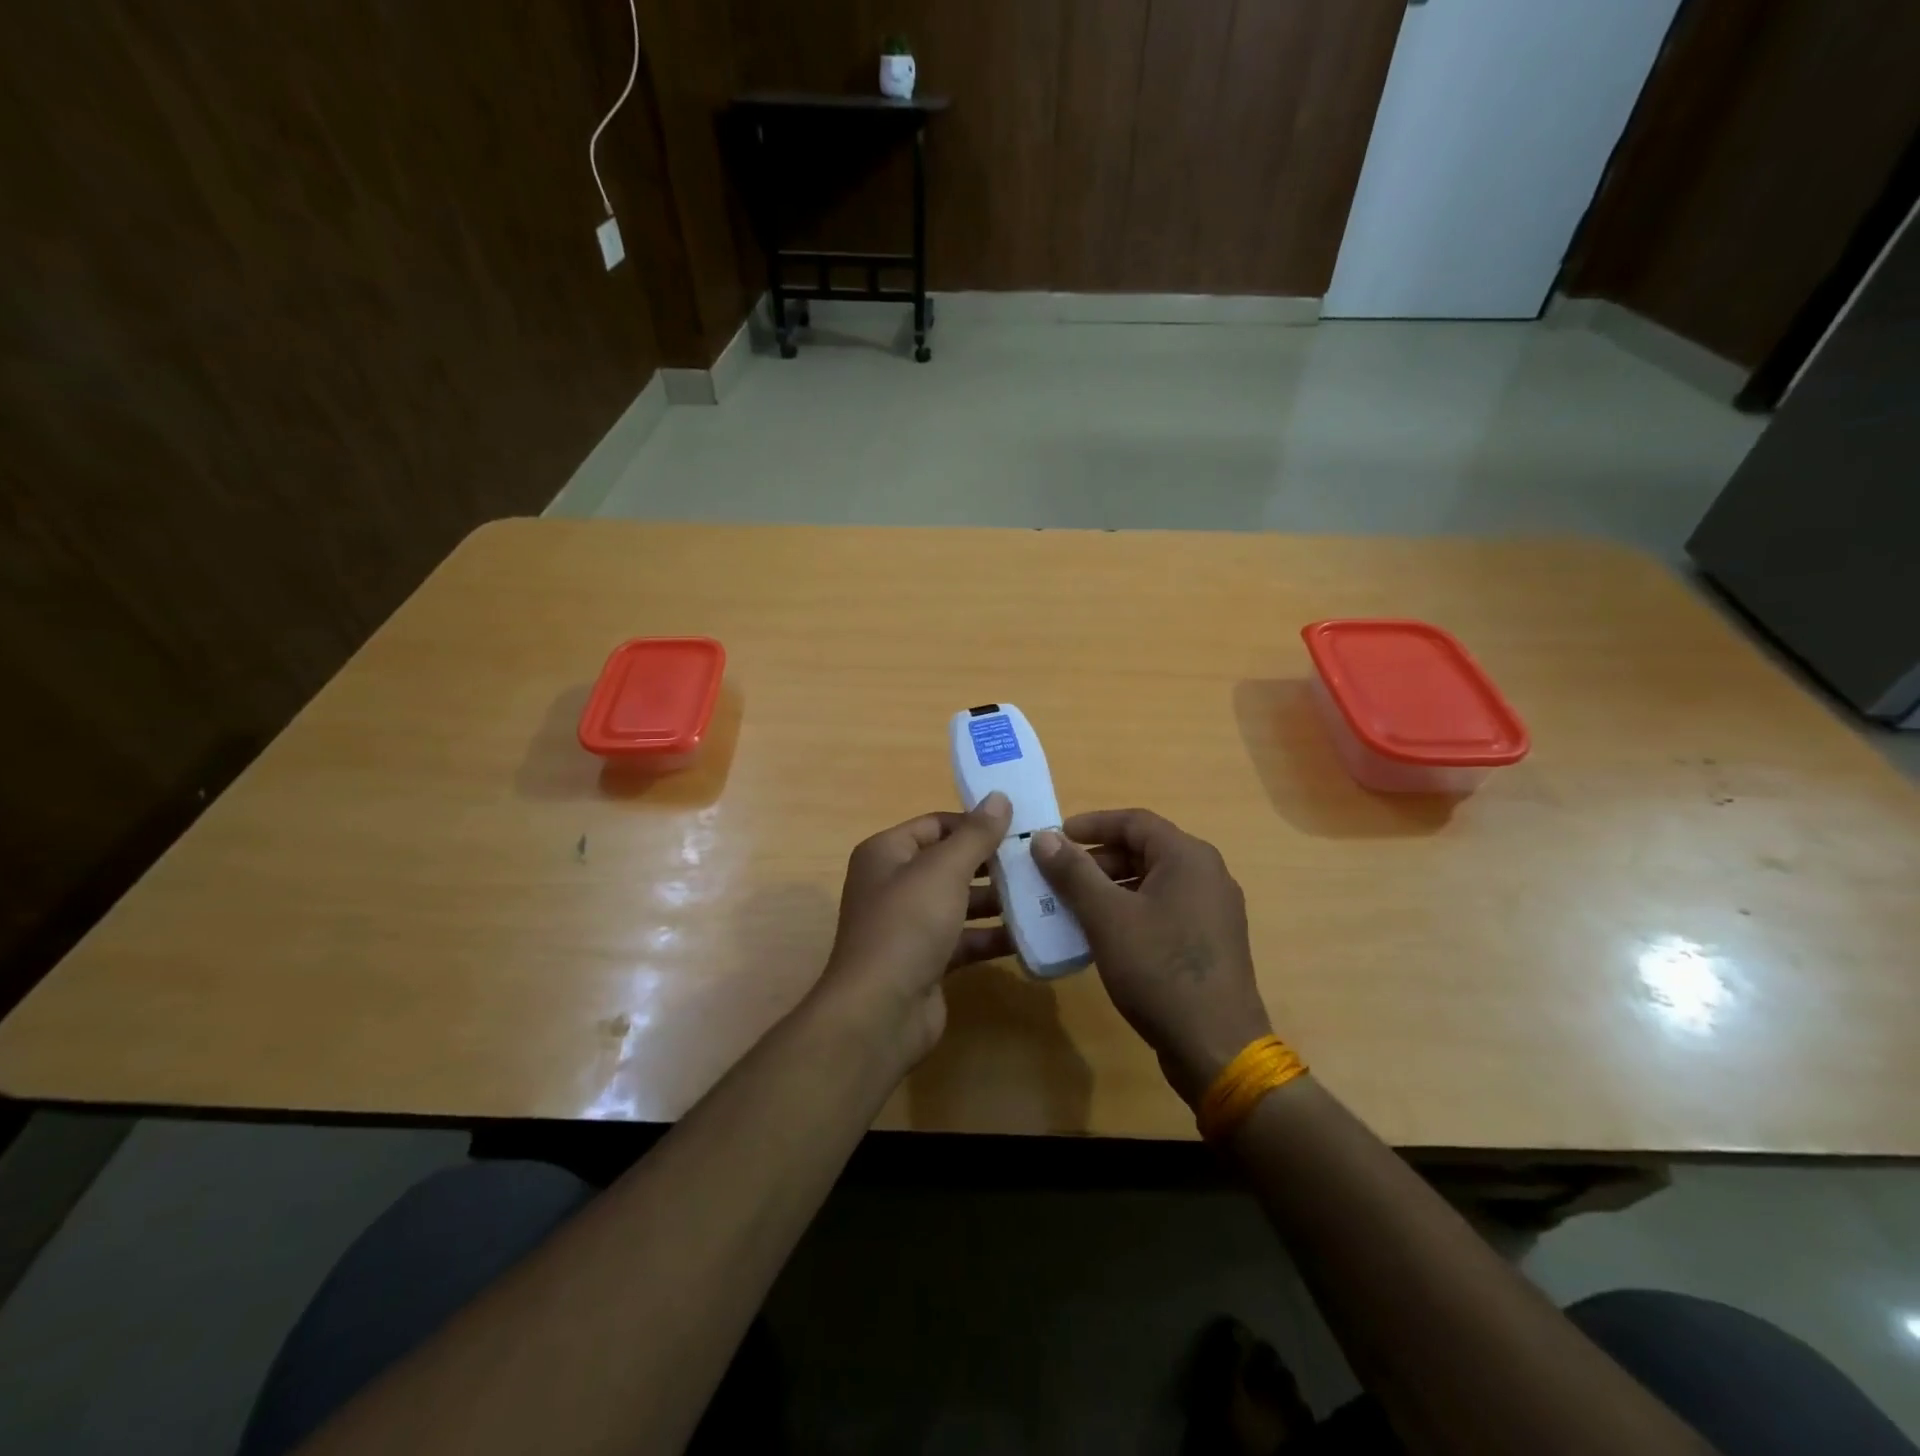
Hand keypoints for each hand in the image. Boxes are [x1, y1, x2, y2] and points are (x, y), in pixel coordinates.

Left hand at [813, 792, 1013, 1067]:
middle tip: (1039, 859)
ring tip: (1045, 892)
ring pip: (961, 902)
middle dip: (992, 862)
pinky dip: (993, 935)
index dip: (975, 823)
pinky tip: (1033, 933)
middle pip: (950, 863)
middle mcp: (894, 884)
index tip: (1020, 825)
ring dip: (998, 899)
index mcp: (887, 853)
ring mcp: (910, 925)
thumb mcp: (944, 870)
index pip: (936, 825)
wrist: (880, 1012)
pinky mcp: (928, 960)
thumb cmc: (907, 925)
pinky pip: (965, 938)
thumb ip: (975, 834)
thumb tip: (999, 797)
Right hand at [1033, 810, 1271, 1104]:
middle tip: (1058, 877)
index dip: (1091, 824)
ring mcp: (1213, 910)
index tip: (1054, 838)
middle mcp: (1207, 874)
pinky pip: (1163, 909)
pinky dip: (1130, 911)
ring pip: (1152, 882)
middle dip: (1097, 860)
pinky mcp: (1210, 942)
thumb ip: (1074, 872)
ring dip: (1110, 888)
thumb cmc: (1159, 970)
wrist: (1216, 1047)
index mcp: (1188, 857)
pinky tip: (1103, 935)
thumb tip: (1044, 837)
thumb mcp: (1107, 917)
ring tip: (1072, 906)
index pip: (1134, 821)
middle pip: (1144, 850)